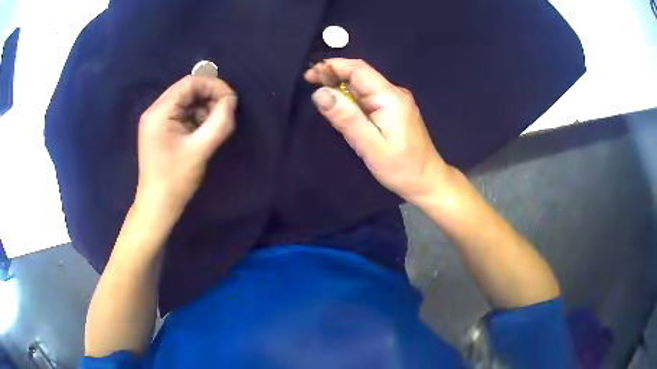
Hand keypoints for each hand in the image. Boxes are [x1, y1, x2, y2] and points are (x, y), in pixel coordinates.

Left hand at [137, 75, 236, 213]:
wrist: (157, 206)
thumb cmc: (176, 180)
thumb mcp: (201, 149)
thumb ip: (220, 122)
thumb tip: (231, 100)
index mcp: (160, 112)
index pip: (190, 83)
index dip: (214, 86)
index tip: (231, 100)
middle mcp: (155, 111)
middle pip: (187, 90)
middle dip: (210, 97)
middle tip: (226, 113)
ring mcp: (156, 121)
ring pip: (185, 102)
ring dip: (204, 108)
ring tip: (216, 125)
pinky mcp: (160, 131)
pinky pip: (181, 114)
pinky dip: (196, 118)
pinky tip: (204, 132)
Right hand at [305, 59, 452, 203]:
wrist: (428, 181)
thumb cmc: (401, 168)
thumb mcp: (370, 146)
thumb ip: (346, 118)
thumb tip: (319, 93)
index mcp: (390, 97)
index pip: (358, 69)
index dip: (332, 67)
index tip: (309, 76)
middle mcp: (394, 92)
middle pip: (360, 74)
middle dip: (333, 75)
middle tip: (309, 84)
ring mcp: (396, 101)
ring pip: (363, 86)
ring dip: (340, 86)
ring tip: (320, 96)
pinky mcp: (395, 110)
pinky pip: (369, 97)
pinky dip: (351, 98)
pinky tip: (341, 107)